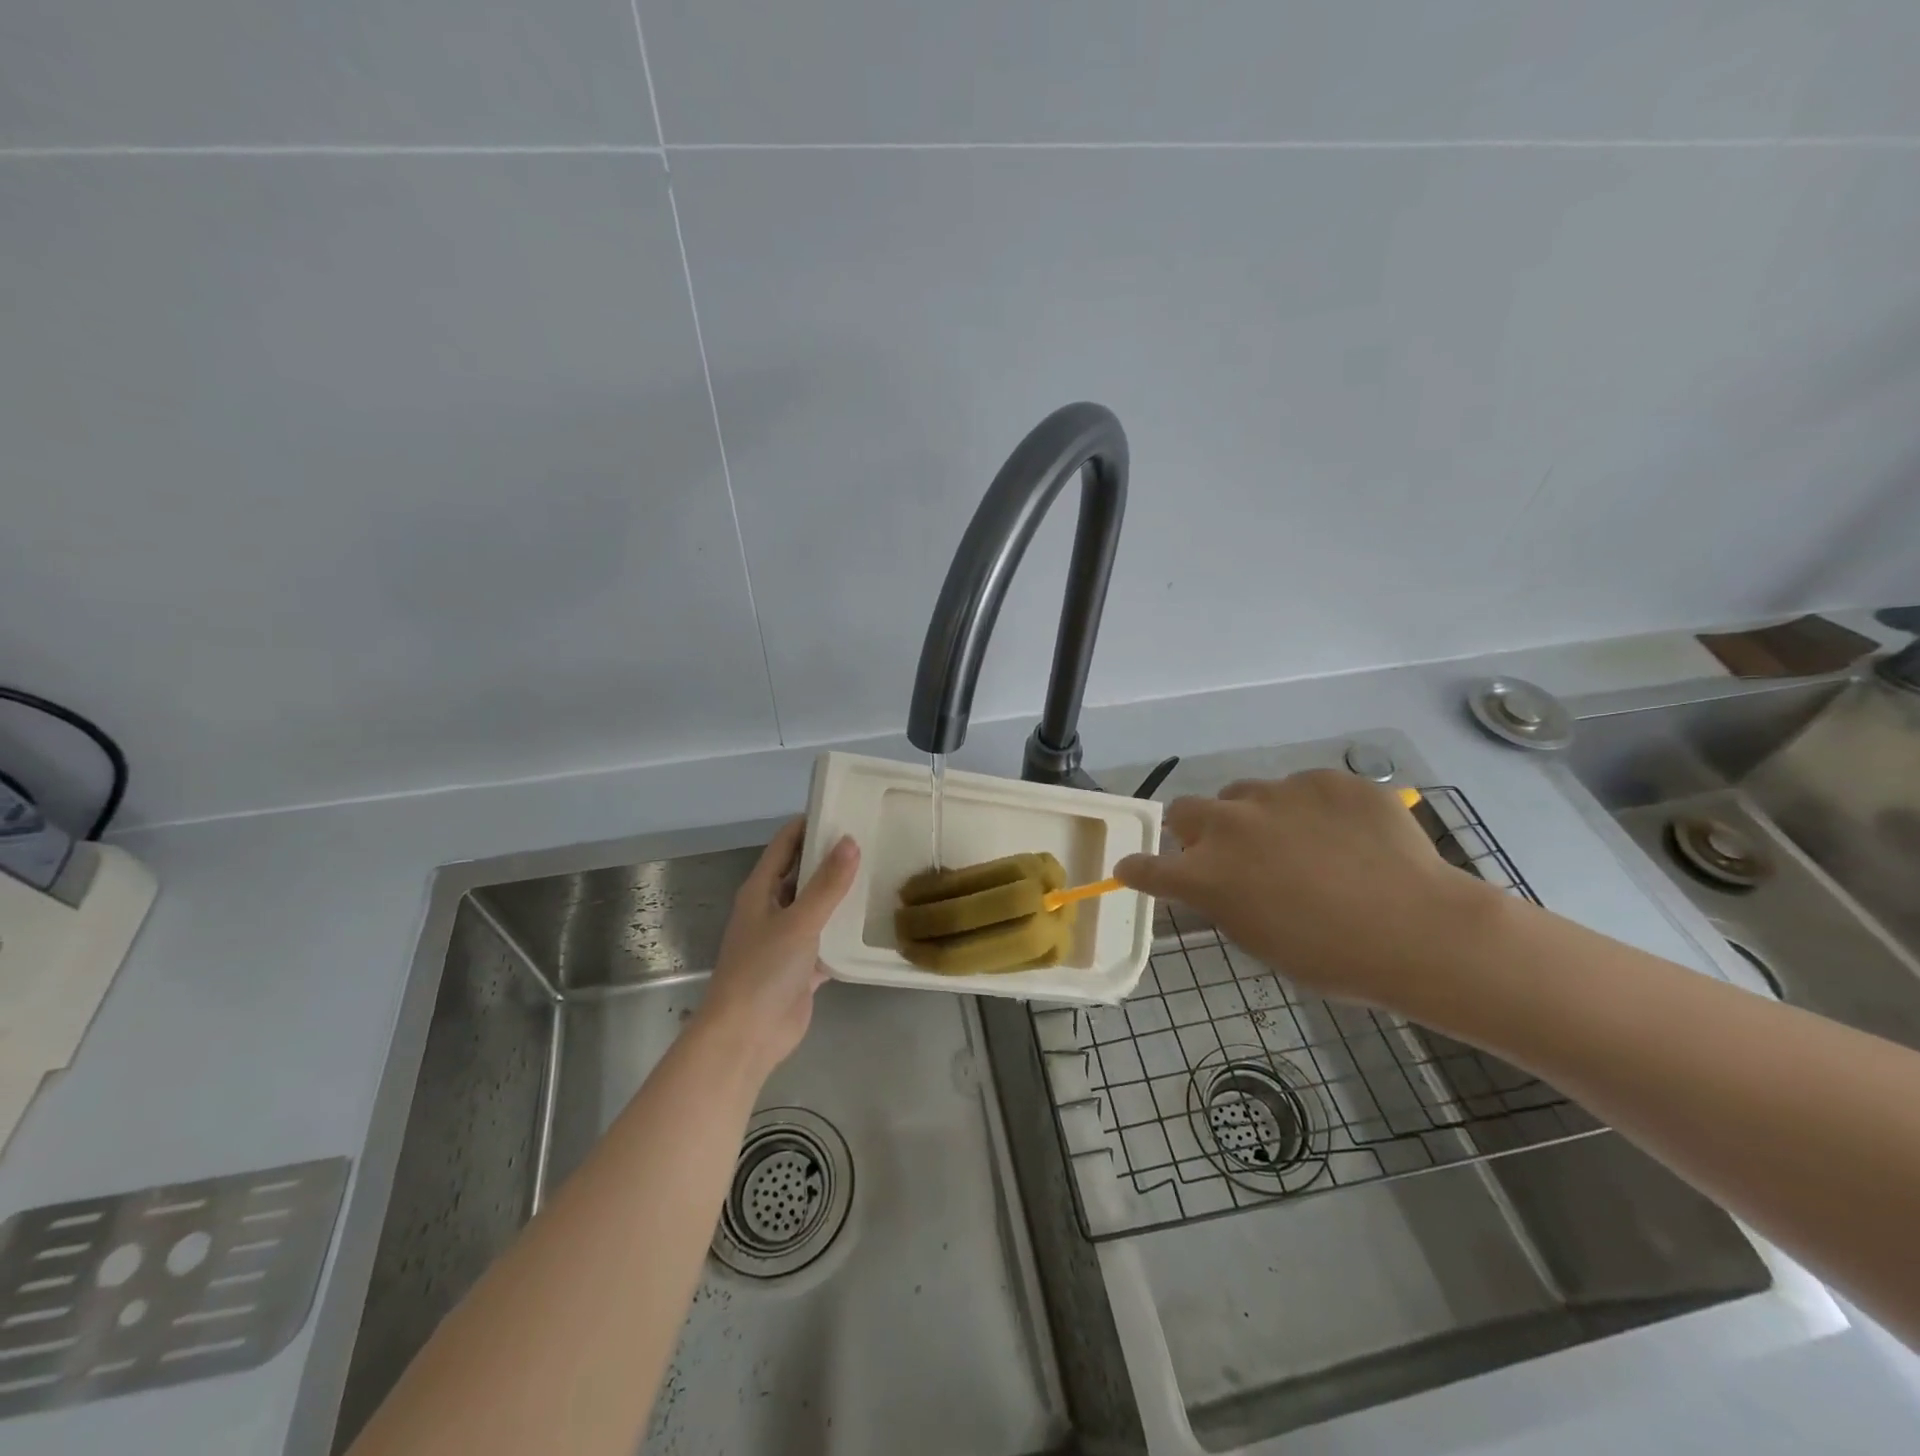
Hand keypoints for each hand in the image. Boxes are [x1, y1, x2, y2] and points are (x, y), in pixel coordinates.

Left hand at [697, 819, 859, 1078]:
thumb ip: (827, 884)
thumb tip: (850, 841)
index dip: (808, 824)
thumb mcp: (799, 921)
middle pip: (802, 874)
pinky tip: (874, 923)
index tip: (842, 807)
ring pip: (817, 907)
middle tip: (872, 839)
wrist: (746, 1036)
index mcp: (760, 890)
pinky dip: (845, 933)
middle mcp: (772, 909)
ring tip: (879, 873)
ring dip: (841, 895)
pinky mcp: (802, 968)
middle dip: (831, 858)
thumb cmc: (763, 970)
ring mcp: (787, 940)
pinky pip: (828, 941)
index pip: (784, 845)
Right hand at [1114, 770, 1499, 1012]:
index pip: (1148, 867)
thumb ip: (1224, 901)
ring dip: (1253, 816)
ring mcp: (1278, 794)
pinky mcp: (1325, 779)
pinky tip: (1345, 835)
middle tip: (1226, 853)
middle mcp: (1230, 824)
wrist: (1421, 930)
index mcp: (1207, 874)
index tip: (1133, 869)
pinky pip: (1302, 788)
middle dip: (1194, 831)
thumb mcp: (1259, 940)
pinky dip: (1309, 809)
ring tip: (1297, 843)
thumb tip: (1219, 881)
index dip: (1138, 869)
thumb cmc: (1333, 957)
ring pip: (1244, 795)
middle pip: (1185, 811)